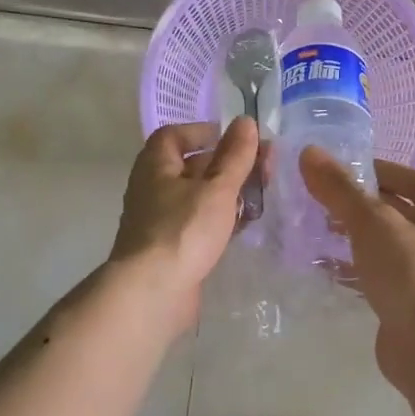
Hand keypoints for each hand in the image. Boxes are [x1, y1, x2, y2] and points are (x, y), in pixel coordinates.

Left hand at [108, 118, 258, 330]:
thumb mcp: (216, 188)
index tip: (237, 139)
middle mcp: (153, 187)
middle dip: (227, 164)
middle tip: (262, 168)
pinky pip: (197, 223)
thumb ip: (235, 155)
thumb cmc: (183, 230)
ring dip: (227, 193)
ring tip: (260, 195)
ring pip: (197, 196)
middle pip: (192, 165)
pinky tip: (243, 226)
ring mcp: (159, 220)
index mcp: (156, 164)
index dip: (205, 132)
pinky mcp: (170, 248)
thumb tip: (245, 121)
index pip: (176, 135)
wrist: (151, 294)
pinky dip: (219, 220)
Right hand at [299, 149, 414, 383]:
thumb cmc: (409, 272)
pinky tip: (322, 264)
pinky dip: (351, 265)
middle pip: (393, 208)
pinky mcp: (406, 299)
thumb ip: (339, 188)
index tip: (339, 171)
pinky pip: (375, 272)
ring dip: (351, 234)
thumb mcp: (370, 221)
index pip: (407, 177)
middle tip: (319, 198)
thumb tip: (308, 152)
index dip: (376, 169)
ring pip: (382, 241)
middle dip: (357, 203)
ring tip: (314, 227)